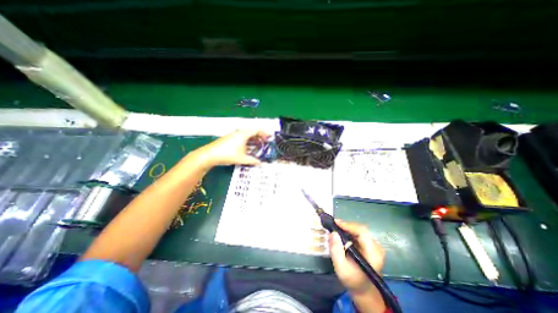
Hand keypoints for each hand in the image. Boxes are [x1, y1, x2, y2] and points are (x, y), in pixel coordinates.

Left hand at [195, 130, 267, 168]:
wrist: (210, 154)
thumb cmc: (228, 154)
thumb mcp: (242, 159)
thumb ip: (253, 161)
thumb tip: (261, 164)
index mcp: (244, 134)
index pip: (257, 130)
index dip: (264, 133)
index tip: (269, 138)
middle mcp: (239, 132)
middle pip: (252, 131)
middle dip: (260, 136)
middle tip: (265, 143)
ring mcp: (234, 134)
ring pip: (247, 134)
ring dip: (254, 139)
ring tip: (259, 146)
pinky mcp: (230, 138)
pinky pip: (242, 137)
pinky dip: (248, 141)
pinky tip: (249, 148)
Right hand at [327, 220, 385, 292]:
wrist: (364, 290)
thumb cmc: (352, 280)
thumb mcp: (341, 268)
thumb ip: (336, 251)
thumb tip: (333, 233)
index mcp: (373, 255)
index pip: (362, 233)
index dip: (349, 225)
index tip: (336, 222)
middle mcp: (377, 248)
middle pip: (361, 230)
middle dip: (347, 226)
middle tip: (334, 225)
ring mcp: (376, 246)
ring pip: (360, 230)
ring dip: (348, 228)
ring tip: (337, 228)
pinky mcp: (372, 245)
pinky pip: (360, 234)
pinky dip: (350, 231)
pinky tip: (343, 233)